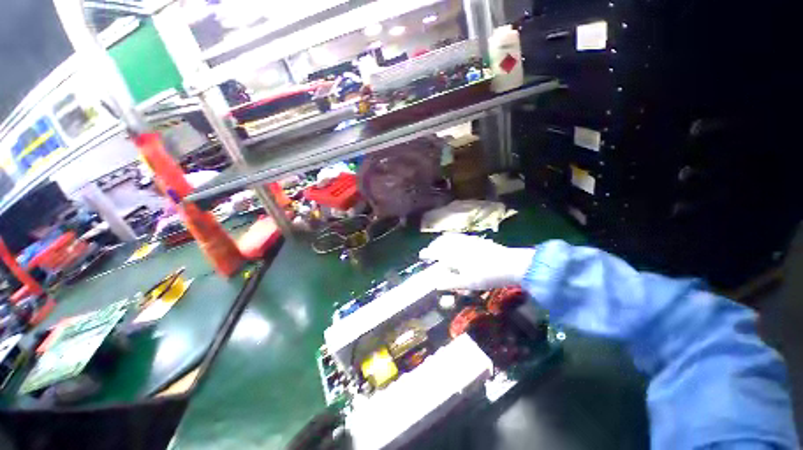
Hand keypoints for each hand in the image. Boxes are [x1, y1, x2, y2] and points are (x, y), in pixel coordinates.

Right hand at [419, 233, 535, 289]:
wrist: (509, 264)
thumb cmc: (485, 275)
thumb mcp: (466, 283)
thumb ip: (450, 282)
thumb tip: (436, 283)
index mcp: (453, 254)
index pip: (435, 252)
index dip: (427, 253)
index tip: (421, 255)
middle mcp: (458, 244)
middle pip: (441, 242)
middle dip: (434, 246)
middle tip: (430, 251)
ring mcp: (468, 240)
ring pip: (451, 238)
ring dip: (443, 241)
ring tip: (441, 246)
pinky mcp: (477, 240)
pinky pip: (460, 237)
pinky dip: (453, 240)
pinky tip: (458, 244)